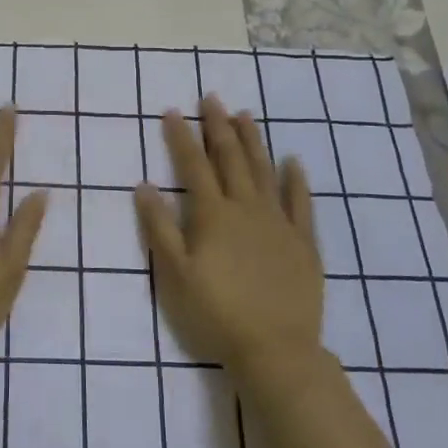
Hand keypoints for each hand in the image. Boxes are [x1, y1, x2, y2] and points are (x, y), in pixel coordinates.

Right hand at [135, 95, 324, 385]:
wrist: (275, 349)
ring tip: (245, 115)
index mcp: (213, 215)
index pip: (193, 166)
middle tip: (213, 98)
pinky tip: (294, 162)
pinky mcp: (303, 242)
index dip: (182, 137)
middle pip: (230, 158)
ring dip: (253, 141)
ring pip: (264, 171)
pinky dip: (296, 180)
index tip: (173, 111)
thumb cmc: (216, 313)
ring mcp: (278, 222)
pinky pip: (301, 202)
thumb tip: (144, 185)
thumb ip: (159, 227)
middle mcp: (246, 208)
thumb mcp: (175, 274)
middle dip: (219, 126)